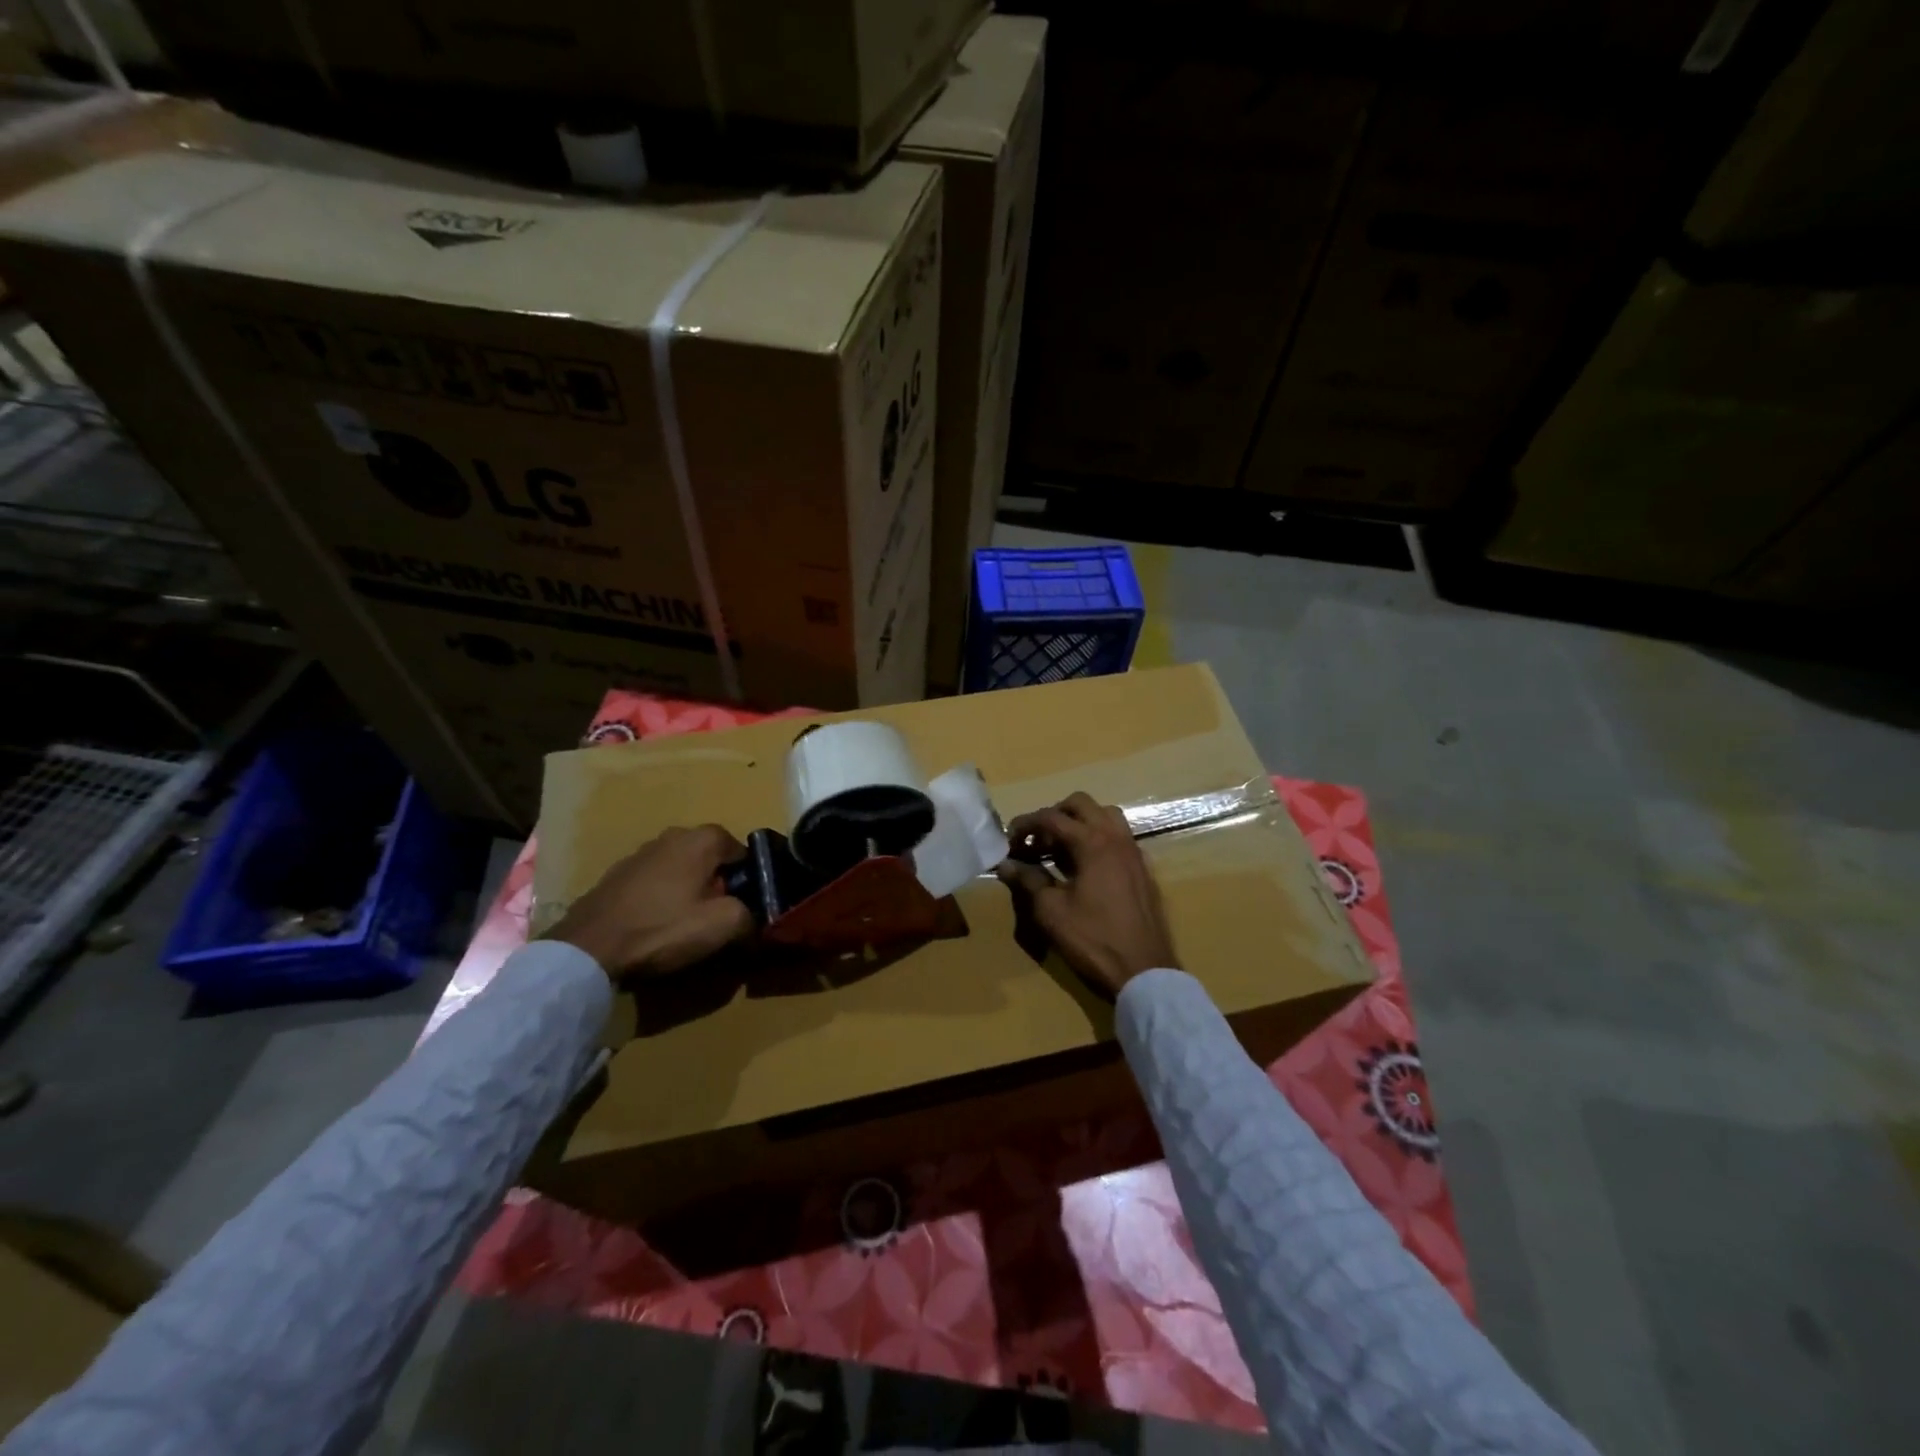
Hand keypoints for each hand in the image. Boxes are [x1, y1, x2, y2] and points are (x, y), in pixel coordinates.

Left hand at [545, 824, 752, 980]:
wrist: (589, 947)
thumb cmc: (663, 928)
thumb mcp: (722, 925)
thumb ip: (749, 916)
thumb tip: (753, 920)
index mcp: (701, 839)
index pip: (741, 850)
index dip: (748, 879)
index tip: (746, 905)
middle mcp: (671, 836)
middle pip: (709, 859)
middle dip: (717, 884)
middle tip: (717, 916)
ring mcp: (639, 853)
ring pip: (681, 870)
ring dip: (688, 891)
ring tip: (685, 925)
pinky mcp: (616, 875)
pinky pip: (654, 883)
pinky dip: (661, 899)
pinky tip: (655, 926)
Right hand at [996, 792, 1175, 997]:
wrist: (1143, 970)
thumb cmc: (1093, 939)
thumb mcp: (1051, 911)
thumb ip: (1028, 880)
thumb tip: (1005, 864)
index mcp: (1093, 843)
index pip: (1052, 818)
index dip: (1025, 824)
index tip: (1008, 840)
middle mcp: (1116, 837)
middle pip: (1081, 804)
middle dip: (1054, 815)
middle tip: (1036, 841)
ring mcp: (1134, 851)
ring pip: (1105, 815)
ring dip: (1079, 822)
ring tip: (1060, 848)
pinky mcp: (1142, 869)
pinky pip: (1118, 837)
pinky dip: (1097, 838)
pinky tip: (1084, 867)